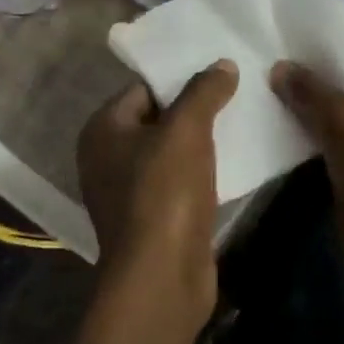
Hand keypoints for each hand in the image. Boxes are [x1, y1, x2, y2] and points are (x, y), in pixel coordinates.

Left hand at [77, 61, 238, 334]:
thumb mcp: (186, 130)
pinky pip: (179, 181)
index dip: (180, 78)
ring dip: (202, 141)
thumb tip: (222, 64)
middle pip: (158, 118)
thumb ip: (203, 91)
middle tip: (236, 92)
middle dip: (195, 108)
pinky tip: (234, 161)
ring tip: (241, 120)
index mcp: (102, 130)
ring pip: (171, 152)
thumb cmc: (164, 194)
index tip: (219, 71)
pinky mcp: (152, 219)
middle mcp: (107, 158)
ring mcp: (128, 192)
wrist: (162, 279)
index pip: (144, 88)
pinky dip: (202, 171)